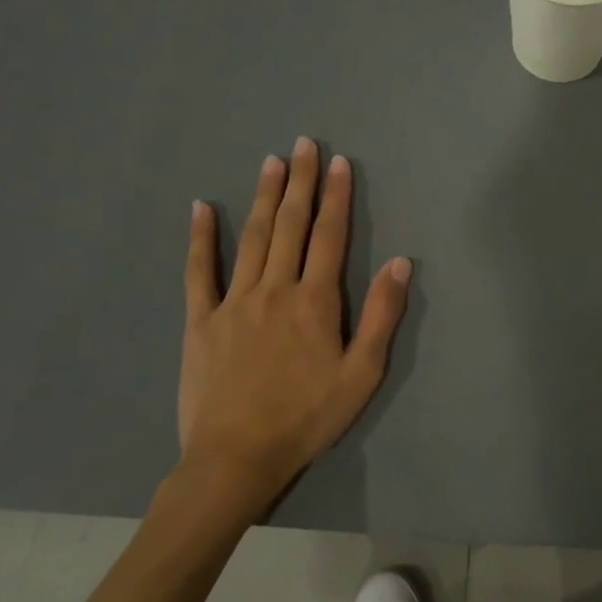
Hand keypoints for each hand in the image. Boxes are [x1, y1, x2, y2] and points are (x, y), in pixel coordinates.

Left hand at [172, 138, 410, 526]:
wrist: (237, 457)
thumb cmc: (307, 418)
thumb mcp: (361, 374)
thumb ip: (381, 316)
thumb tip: (402, 263)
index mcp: (314, 302)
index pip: (329, 236)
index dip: (336, 197)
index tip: (338, 163)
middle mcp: (274, 289)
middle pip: (289, 226)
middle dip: (300, 183)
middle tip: (304, 144)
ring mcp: (233, 302)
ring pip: (251, 238)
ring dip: (263, 197)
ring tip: (271, 162)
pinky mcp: (201, 320)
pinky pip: (199, 271)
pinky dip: (201, 237)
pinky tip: (202, 208)